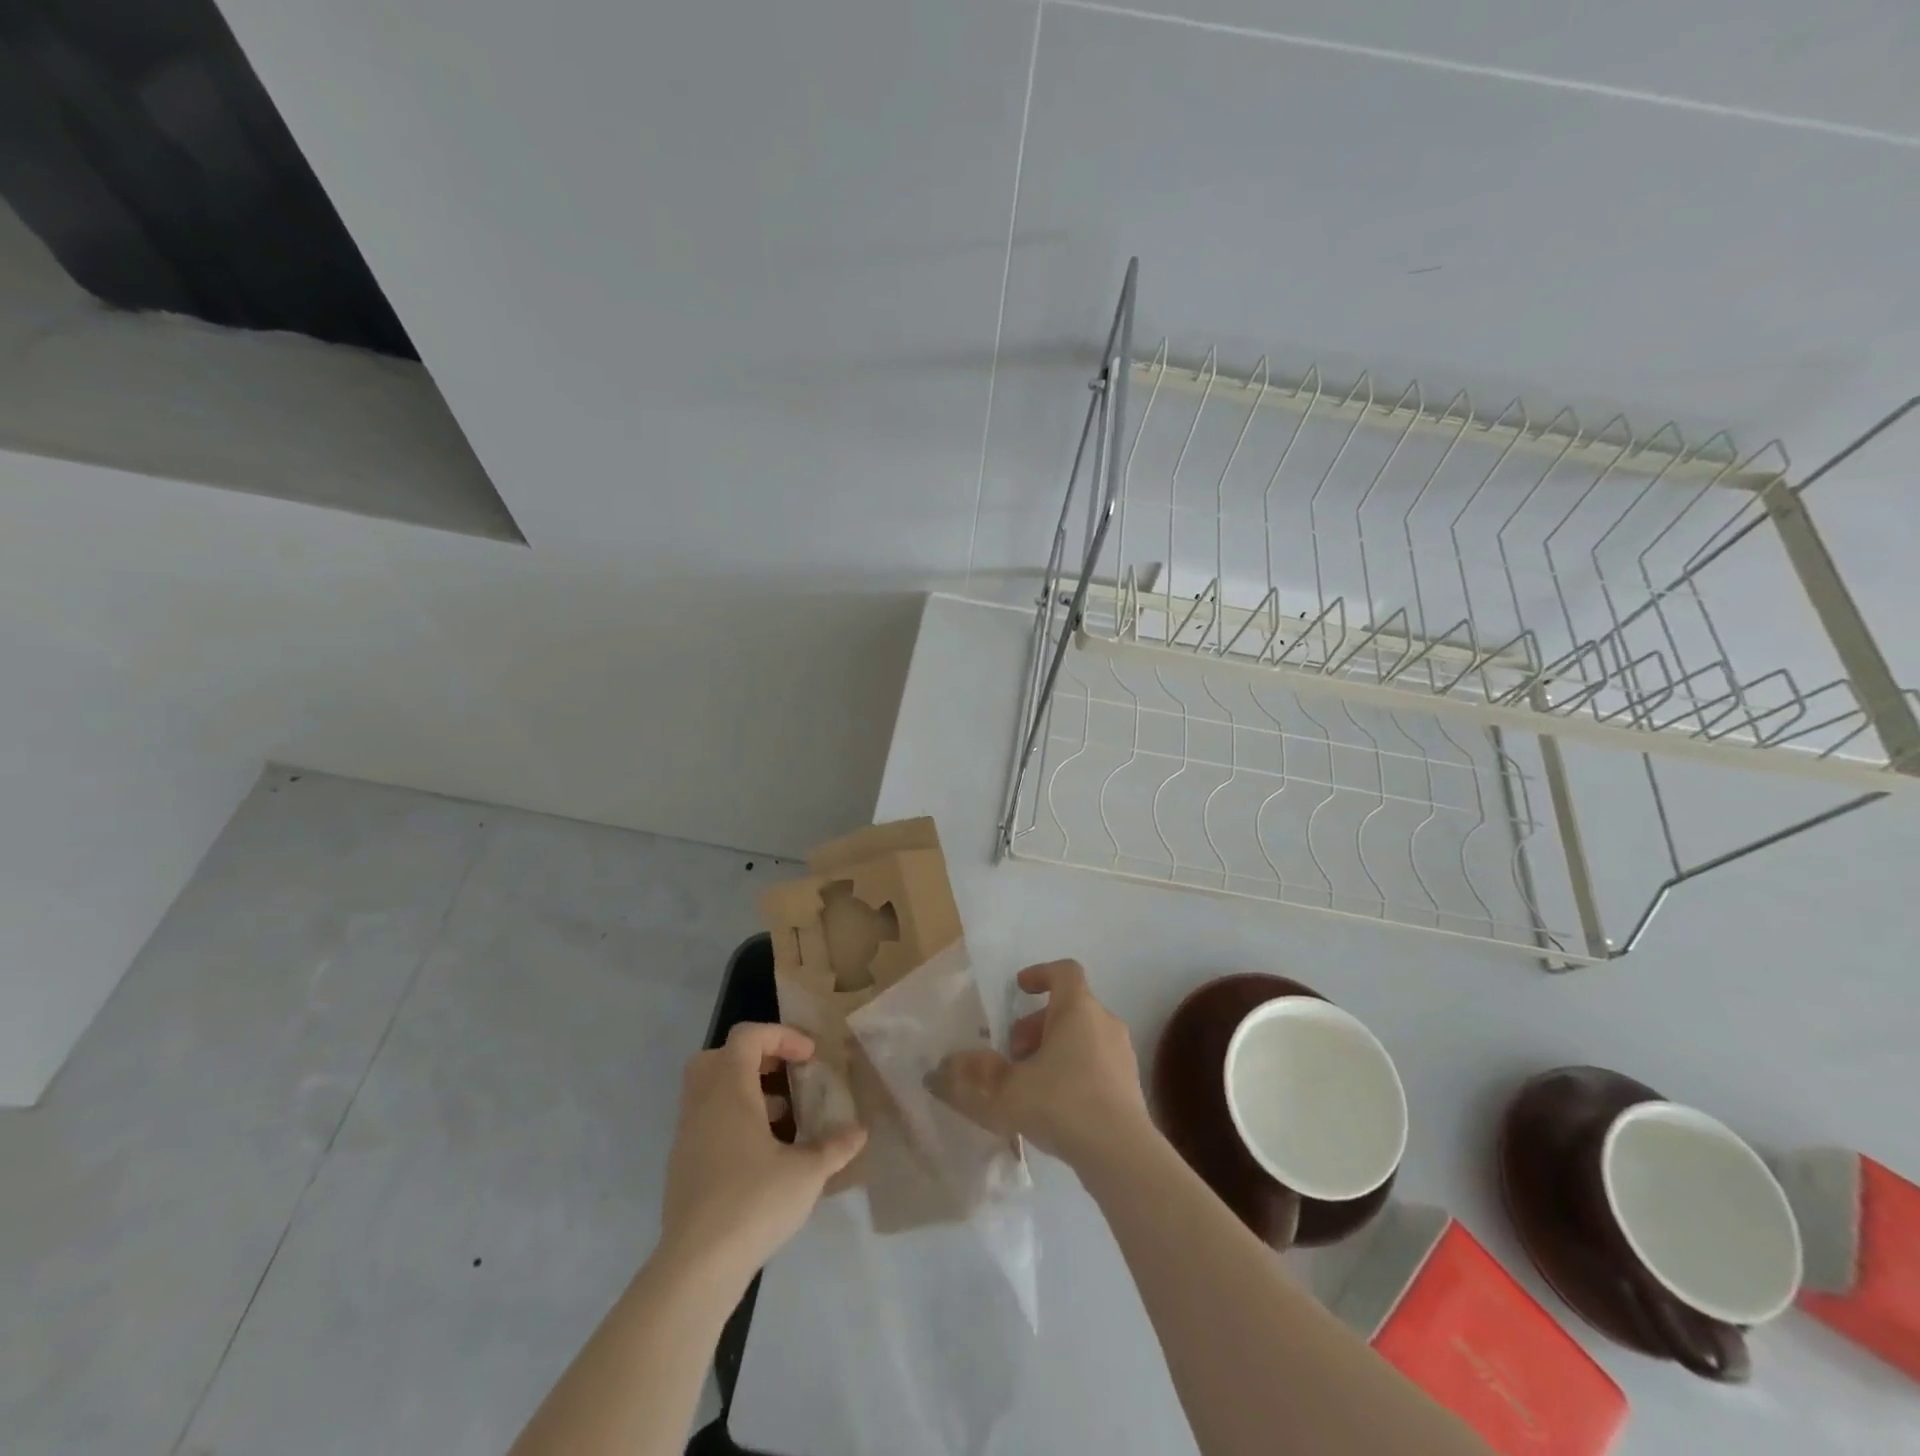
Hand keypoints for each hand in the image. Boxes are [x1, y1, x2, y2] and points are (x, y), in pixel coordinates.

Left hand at [657, 1023, 866, 1291]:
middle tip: (785, 1076)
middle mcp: (702, 1103)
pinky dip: (733, 1122)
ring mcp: (687, 1135)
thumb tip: (860, 1131)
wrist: (696, 1267)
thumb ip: (835, 1146)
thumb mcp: (806, 1173)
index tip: (809, 1058)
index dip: (782, 1036)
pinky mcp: (682, 1166)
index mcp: (729, 1089)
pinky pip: (707, 1122)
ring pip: (711, 1091)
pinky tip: (763, 1155)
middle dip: (755, 1058)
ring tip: (784, 1119)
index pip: (748, 1036)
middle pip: (719, 1057)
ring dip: (746, 1092)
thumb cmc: (753, 1202)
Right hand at [935, 960, 1150, 1168]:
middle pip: (1069, 1007)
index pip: (1064, 971)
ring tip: (1030, 1082)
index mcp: (1078, 1008)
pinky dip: (1074, 1071)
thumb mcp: (1007, 1089)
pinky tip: (1055, 1107)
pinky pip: (1097, 1063)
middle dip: (1036, 1024)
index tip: (1019, 989)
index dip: (1040, 974)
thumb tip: (946, 1066)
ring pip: (1083, 1036)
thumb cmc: (1062, 1103)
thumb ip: (975, 1074)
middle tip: (1013, 1053)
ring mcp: (1122, 1054)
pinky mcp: (1131, 1086)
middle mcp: (1105, 1022)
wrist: (1121, 1154)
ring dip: (1054, 1049)